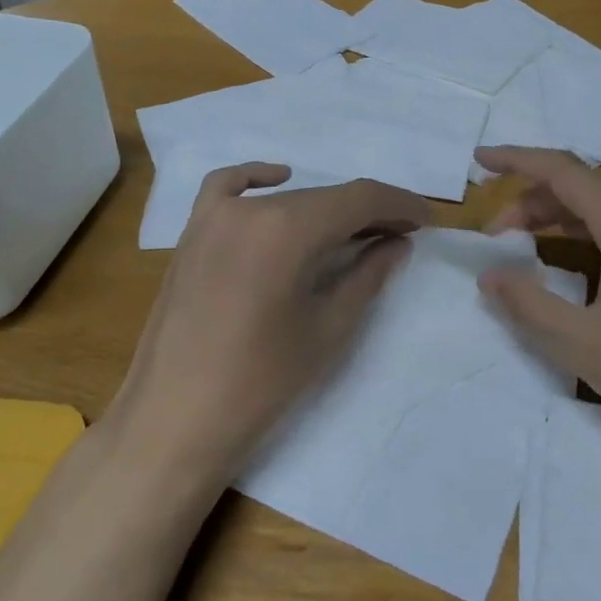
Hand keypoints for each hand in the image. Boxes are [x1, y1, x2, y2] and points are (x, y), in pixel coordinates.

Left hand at [107, 164, 430, 495]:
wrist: (173, 421)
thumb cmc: (261, 383)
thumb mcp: (329, 329)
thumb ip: (368, 275)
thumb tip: (397, 243)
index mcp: (287, 229)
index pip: (359, 198)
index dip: (400, 205)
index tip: (427, 221)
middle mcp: (250, 209)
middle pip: (324, 197)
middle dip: (368, 212)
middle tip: (398, 236)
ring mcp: (213, 218)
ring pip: (286, 198)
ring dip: (325, 208)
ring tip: (355, 231)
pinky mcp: (191, 234)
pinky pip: (227, 188)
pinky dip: (258, 180)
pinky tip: (279, 180)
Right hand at [475, 146, 600, 467]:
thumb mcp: (583, 346)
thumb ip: (528, 304)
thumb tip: (490, 275)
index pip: (564, 171)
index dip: (517, 160)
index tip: (480, 160)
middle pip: (586, 189)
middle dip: (533, 201)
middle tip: (495, 237)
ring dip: (561, 219)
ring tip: (523, 249)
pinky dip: (591, 238)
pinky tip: (574, 269)